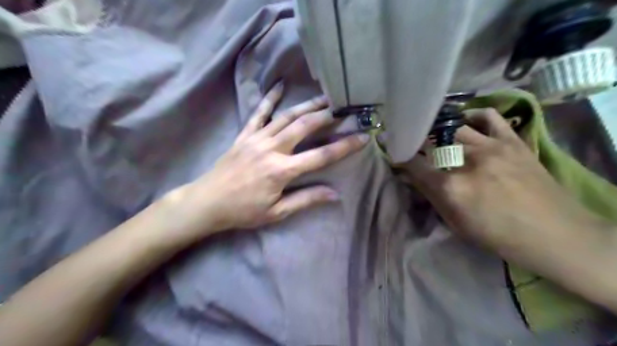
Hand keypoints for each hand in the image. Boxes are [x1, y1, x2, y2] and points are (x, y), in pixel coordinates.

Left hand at [161, 83, 367, 241]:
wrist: (207, 202)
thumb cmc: (243, 211)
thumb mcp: (277, 212)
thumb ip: (306, 200)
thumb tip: (335, 195)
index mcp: (281, 171)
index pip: (320, 156)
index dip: (344, 147)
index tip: (362, 137)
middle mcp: (272, 149)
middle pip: (304, 126)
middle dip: (327, 116)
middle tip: (344, 109)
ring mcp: (257, 139)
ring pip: (286, 116)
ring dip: (307, 106)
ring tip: (324, 98)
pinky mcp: (244, 135)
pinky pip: (258, 113)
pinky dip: (270, 99)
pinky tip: (280, 86)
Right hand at [395, 108, 602, 251]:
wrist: (555, 234)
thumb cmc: (498, 236)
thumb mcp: (456, 223)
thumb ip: (430, 196)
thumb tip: (410, 176)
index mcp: (452, 187)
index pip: (414, 164)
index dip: (399, 156)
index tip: (393, 152)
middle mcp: (468, 162)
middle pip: (431, 141)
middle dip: (417, 141)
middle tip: (413, 143)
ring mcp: (492, 147)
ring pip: (454, 127)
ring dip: (440, 131)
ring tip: (436, 135)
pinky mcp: (512, 141)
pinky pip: (488, 116)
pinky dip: (473, 116)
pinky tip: (466, 123)